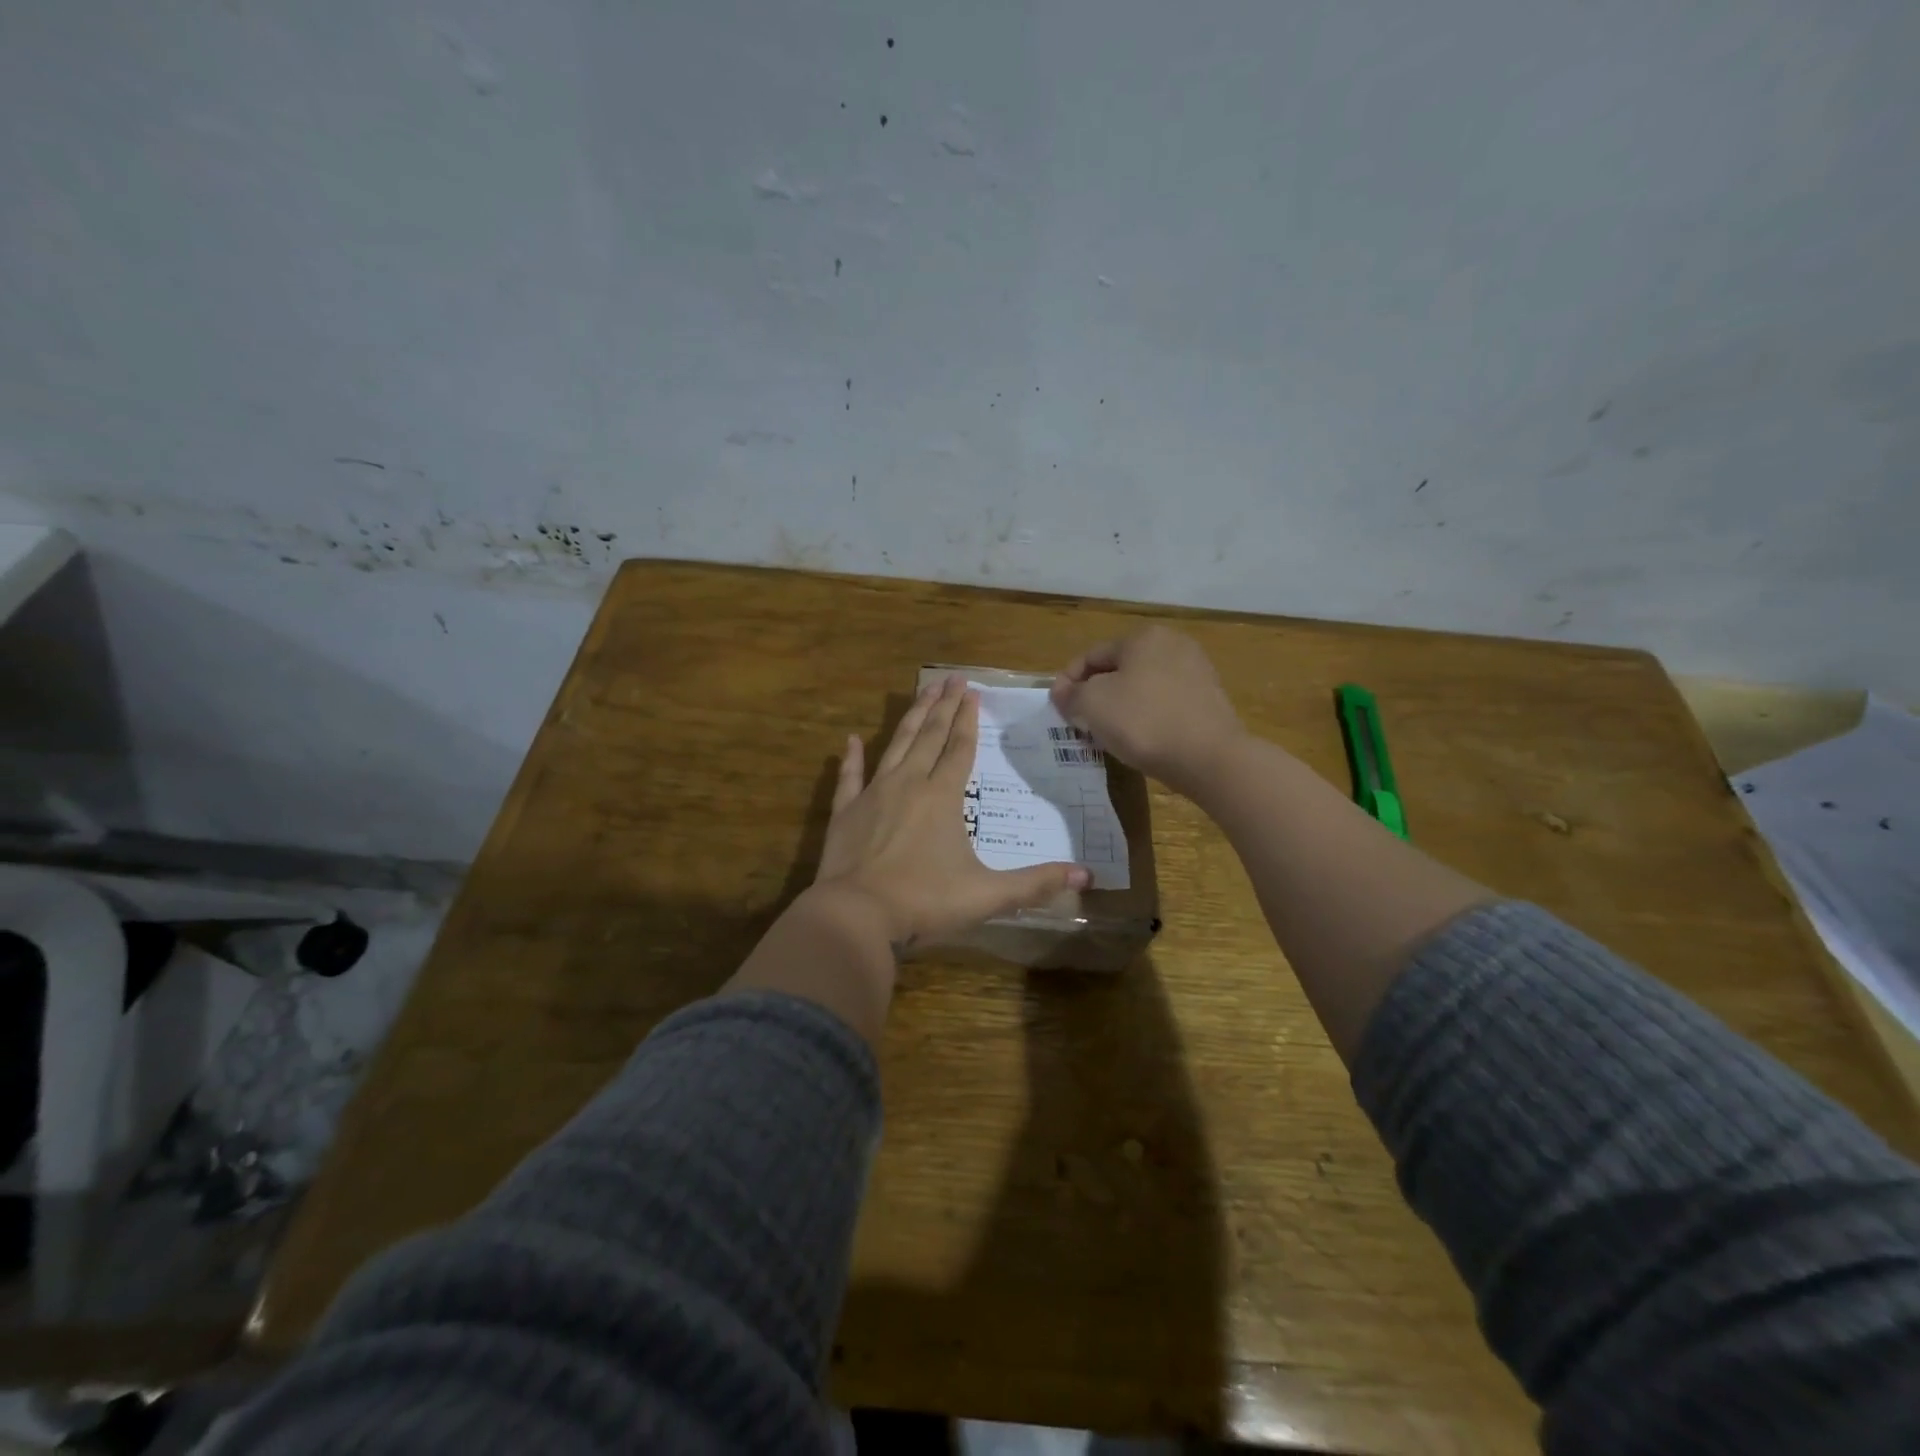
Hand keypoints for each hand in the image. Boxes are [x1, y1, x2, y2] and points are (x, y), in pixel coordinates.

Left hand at [814, 674, 1091, 949]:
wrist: (856, 915)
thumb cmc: (924, 901)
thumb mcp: (987, 895)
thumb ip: (1035, 883)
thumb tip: (1086, 874)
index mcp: (942, 797)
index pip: (960, 748)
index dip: (968, 720)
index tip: (973, 691)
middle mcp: (909, 784)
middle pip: (929, 736)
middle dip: (943, 705)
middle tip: (952, 677)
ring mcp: (873, 794)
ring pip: (896, 745)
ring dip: (911, 717)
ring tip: (922, 690)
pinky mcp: (845, 811)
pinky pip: (849, 777)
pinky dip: (851, 757)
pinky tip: (852, 739)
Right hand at [1050, 627, 1245, 797]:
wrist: (1209, 758)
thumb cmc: (1143, 721)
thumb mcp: (1092, 705)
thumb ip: (1070, 695)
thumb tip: (1061, 691)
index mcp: (1143, 636)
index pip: (1091, 656)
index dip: (1068, 682)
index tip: (1058, 709)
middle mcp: (1173, 644)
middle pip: (1118, 670)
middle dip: (1095, 695)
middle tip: (1080, 723)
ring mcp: (1196, 671)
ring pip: (1142, 688)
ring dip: (1120, 707)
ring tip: (1108, 735)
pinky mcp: (1209, 700)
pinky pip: (1165, 704)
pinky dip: (1147, 717)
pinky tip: (1141, 740)